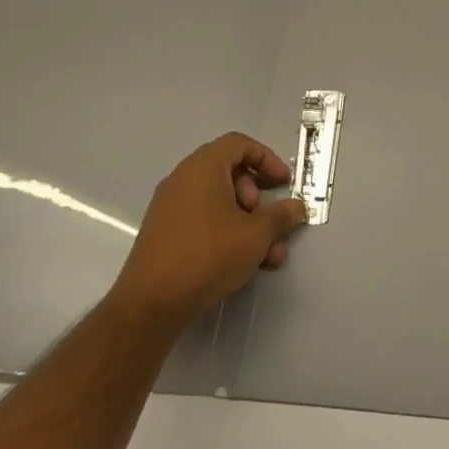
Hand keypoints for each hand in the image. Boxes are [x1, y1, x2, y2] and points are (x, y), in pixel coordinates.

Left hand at [110, 133, 307, 330]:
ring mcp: (170, 208)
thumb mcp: (256, 235)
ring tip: (268, 257)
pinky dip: (226, 235)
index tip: (284, 183)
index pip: (239, 144)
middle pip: (230, 175)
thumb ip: (280, 216)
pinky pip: (203, 222)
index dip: (267, 159)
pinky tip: (243, 267)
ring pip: (219, 204)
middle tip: (269, 224)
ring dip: (248, 225)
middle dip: (258, 200)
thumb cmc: (208, 255)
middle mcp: (183, 180)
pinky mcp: (165, 235)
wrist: (151, 303)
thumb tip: (297, 207)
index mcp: (203, 167)